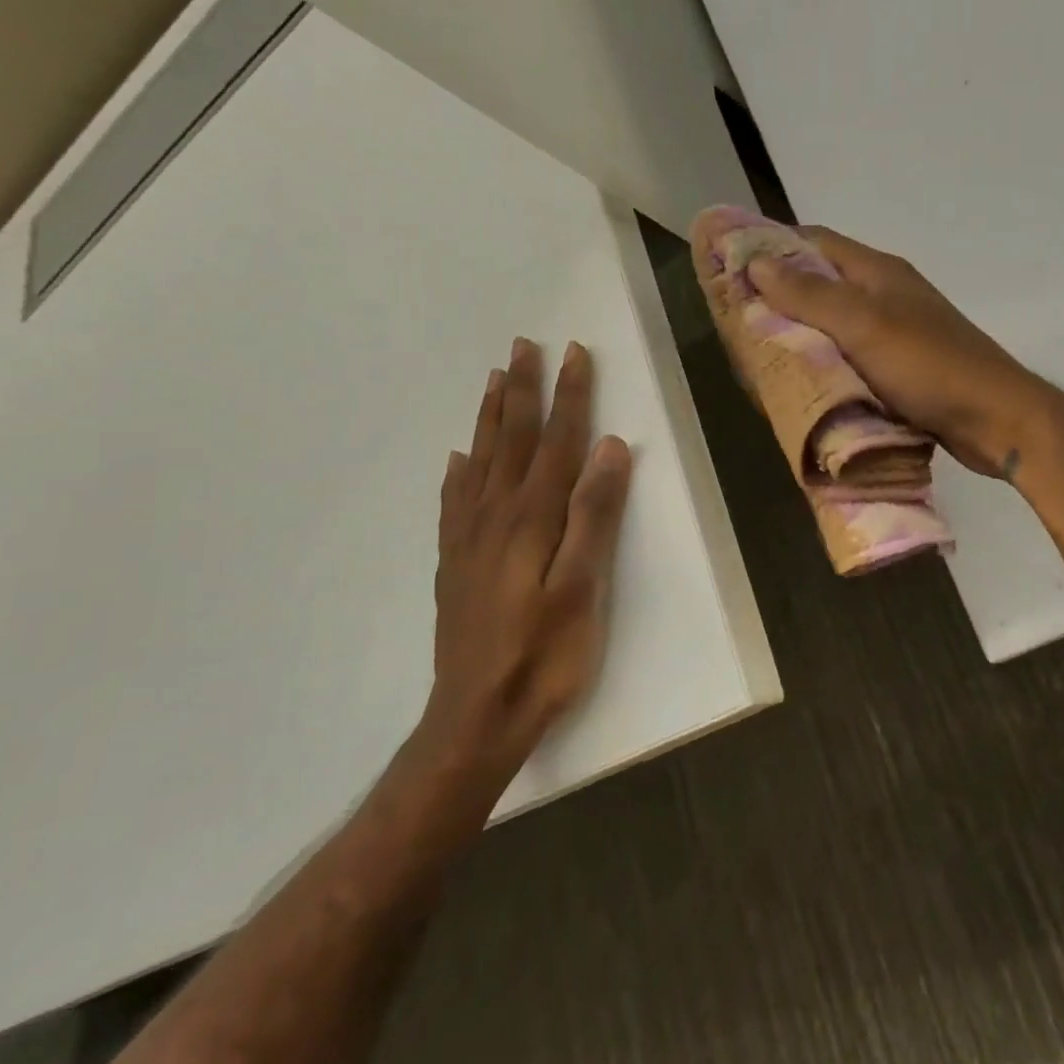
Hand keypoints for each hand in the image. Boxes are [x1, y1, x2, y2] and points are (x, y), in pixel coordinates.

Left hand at [411, 337, 632, 814]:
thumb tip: (609, 449)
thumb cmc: (545, 655)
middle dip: (523, 391)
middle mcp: (496, 516)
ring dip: (490, 417)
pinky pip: (454, 501)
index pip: (556, 442)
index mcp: (533, 519)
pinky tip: (458, 458)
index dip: (569, 397)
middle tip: (524, 346)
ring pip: (480, 462)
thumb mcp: (583, 588)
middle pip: (512, 440)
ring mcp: (469, 539)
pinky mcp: (455, 563)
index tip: (576, 354)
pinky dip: (458, 471)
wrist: (476, 716)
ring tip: (494, 380)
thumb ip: (595, 516)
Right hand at [748, 226, 1054, 479]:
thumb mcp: (864, 325)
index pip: (815, 242)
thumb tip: (757, 262)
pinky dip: (825, 365)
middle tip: (738, 320)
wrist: (996, 419)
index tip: (730, 266)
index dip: (772, 247)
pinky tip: (803, 382)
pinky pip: (850, 358)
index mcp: (878, 272)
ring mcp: (895, 333)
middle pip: (822, 284)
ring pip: (834, 324)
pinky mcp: (901, 368)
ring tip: (760, 354)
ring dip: (801, 335)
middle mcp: (885, 295)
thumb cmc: (929, 366)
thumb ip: (810, 295)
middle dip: (780, 297)